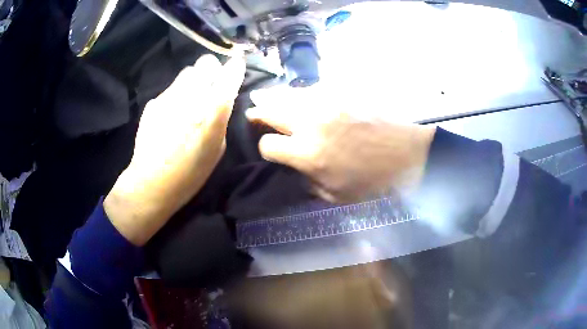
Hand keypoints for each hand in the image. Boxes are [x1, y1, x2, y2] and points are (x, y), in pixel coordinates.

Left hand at [104, 55, 244, 245]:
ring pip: (187, 72)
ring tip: (189, 98)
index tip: (237, 64)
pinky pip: (171, 89)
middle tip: (210, 83)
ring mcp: (170, 96)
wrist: (152, 182)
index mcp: (213, 110)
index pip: (230, 74)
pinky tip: (171, 113)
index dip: (235, 67)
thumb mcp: (217, 148)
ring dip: (193, 80)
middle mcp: (192, 96)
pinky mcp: (154, 101)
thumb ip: (220, 118)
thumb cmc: (190, 173)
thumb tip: (219, 100)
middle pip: (205, 63)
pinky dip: (176, 95)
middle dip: (211, 70)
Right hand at [246, 103, 435, 202]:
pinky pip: (312, 88)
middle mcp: (311, 122)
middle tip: (252, 112)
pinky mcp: (343, 91)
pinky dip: (301, 93)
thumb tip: (294, 169)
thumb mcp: (336, 195)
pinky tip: (302, 97)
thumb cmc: (375, 182)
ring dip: (274, 97)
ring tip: (265, 97)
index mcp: (308, 154)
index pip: (268, 144)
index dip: (265, 148)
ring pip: (288, 93)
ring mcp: (327, 102)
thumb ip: (308, 182)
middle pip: (270, 110)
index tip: (272, 150)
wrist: (409, 155)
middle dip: (257, 112)